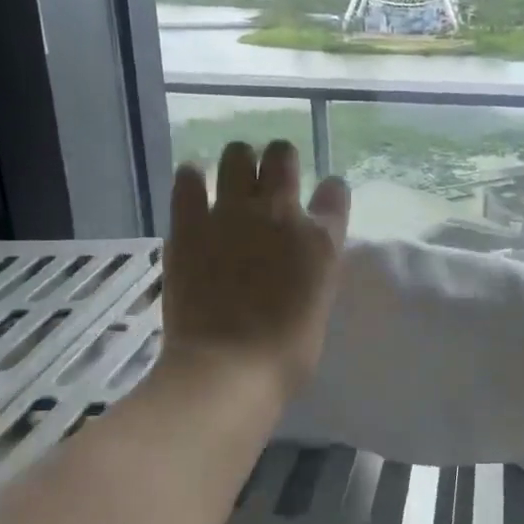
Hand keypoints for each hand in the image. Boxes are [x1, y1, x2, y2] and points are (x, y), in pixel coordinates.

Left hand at [159, 141, 349, 399]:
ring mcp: (232, 214)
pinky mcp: (188, 224)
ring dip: (239, 163)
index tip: (321, 202)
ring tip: (233, 182)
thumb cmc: (286, 355)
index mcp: (321, 239)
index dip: (329, 193)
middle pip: (283, 154)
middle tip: (270, 183)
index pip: (335, 191)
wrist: (228, 370)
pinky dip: (192, 179)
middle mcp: (280, 214)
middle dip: (279, 161)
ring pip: (237, 153)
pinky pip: (187, 177)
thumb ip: (313, 271)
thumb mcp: (318, 307)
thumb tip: (299, 259)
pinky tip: (194, 190)